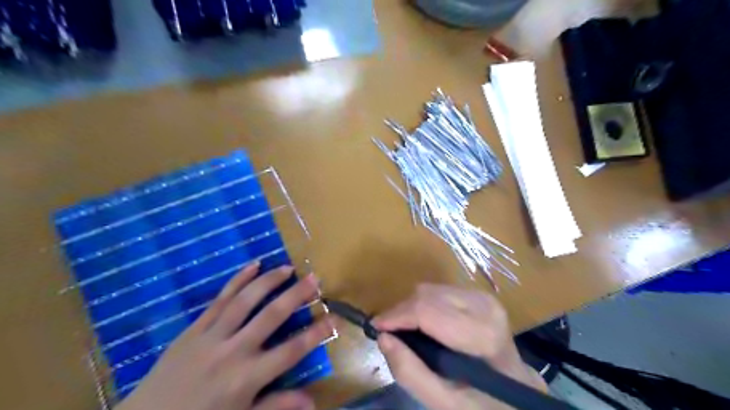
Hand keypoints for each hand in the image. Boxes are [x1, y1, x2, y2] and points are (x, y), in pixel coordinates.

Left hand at [115, 262, 332, 408]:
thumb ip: (276, 405)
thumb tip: (312, 401)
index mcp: (247, 377)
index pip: (291, 351)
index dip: (316, 333)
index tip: (334, 317)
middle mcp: (233, 351)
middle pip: (271, 316)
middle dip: (296, 295)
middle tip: (314, 278)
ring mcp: (212, 336)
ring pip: (245, 300)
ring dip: (269, 281)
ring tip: (288, 268)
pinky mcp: (195, 328)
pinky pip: (219, 299)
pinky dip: (237, 280)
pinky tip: (253, 265)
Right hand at [372, 284, 543, 409]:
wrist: (517, 389)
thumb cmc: (482, 401)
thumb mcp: (445, 402)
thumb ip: (411, 372)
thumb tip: (383, 337)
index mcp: (481, 334)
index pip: (428, 310)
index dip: (396, 316)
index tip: (376, 327)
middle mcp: (484, 305)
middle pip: (427, 295)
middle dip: (402, 312)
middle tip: (389, 333)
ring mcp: (483, 296)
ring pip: (430, 289)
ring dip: (412, 307)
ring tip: (406, 330)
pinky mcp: (478, 294)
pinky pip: (439, 291)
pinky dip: (424, 305)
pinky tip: (424, 324)